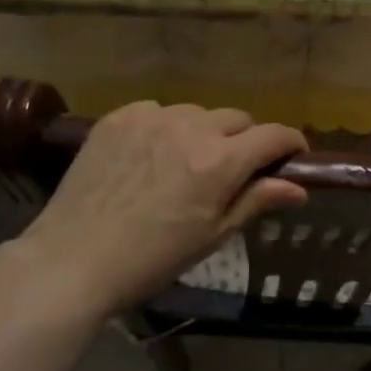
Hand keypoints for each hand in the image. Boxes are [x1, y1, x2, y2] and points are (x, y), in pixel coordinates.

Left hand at [16, 102, 307, 313]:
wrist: (72, 260)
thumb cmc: (152, 259)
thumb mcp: (212, 236)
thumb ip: (256, 201)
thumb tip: (298, 188)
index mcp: (220, 161)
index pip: (273, 135)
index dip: (290, 143)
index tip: (293, 155)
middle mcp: (191, 128)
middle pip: (237, 118)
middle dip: (245, 140)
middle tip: (232, 169)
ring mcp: (151, 118)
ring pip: (197, 113)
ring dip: (204, 132)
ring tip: (185, 162)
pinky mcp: (118, 117)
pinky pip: (158, 111)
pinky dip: (165, 127)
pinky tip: (151, 155)